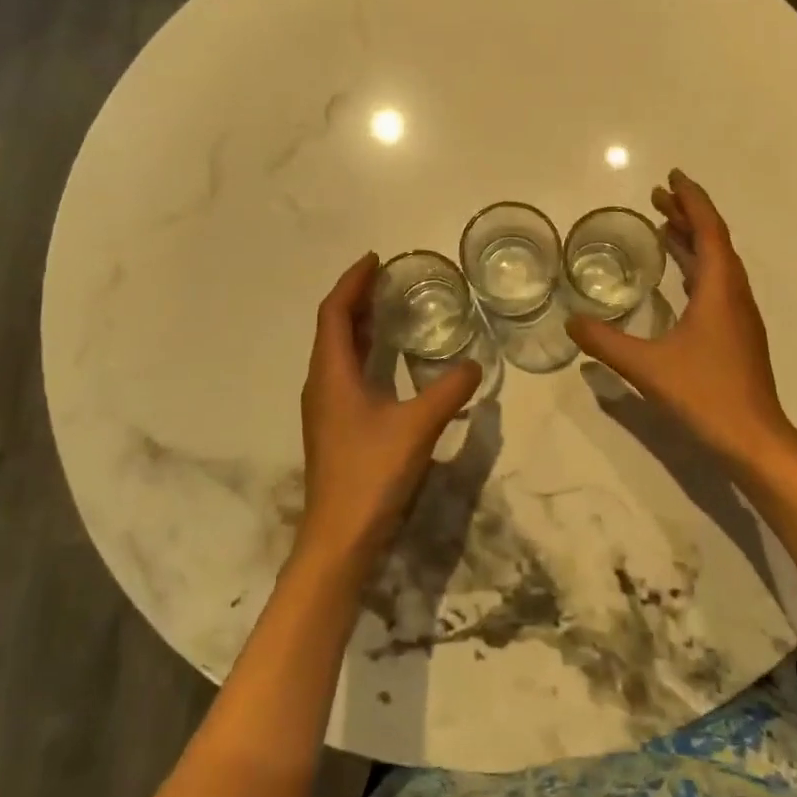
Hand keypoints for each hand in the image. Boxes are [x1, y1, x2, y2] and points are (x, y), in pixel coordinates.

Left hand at [296, 254, 482, 572]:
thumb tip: (475, 365)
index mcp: (332, 374)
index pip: (335, 312)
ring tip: (386, 308)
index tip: (375, 259)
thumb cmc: (372, 473)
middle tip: (386, 278)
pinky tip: (386, 361)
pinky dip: (362, 352)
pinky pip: (344, 372)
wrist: (339, 537)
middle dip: (356, 298)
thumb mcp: (417, 426)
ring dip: (357, 325)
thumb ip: (448, 391)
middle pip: (332, 327)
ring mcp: (325, 407)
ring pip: (336, 351)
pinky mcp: (334, 427)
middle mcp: (322, 384)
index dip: (352, 282)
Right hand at [568, 170, 796, 470]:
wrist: (754, 440)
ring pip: (718, 263)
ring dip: (693, 240)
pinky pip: (717, 284)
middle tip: (657, 197)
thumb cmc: (705, 395)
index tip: (672, 177)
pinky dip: (696, 267)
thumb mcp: (647, 367)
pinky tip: (678, 279)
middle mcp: (734, 294)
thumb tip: (570, 322)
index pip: (708, 230)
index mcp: (719, 290)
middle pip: (714, 241)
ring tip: (663, 227)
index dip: (691, 200)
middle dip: (687, 214)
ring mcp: (739, 316)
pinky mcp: (737, 334)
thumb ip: (605, 342)